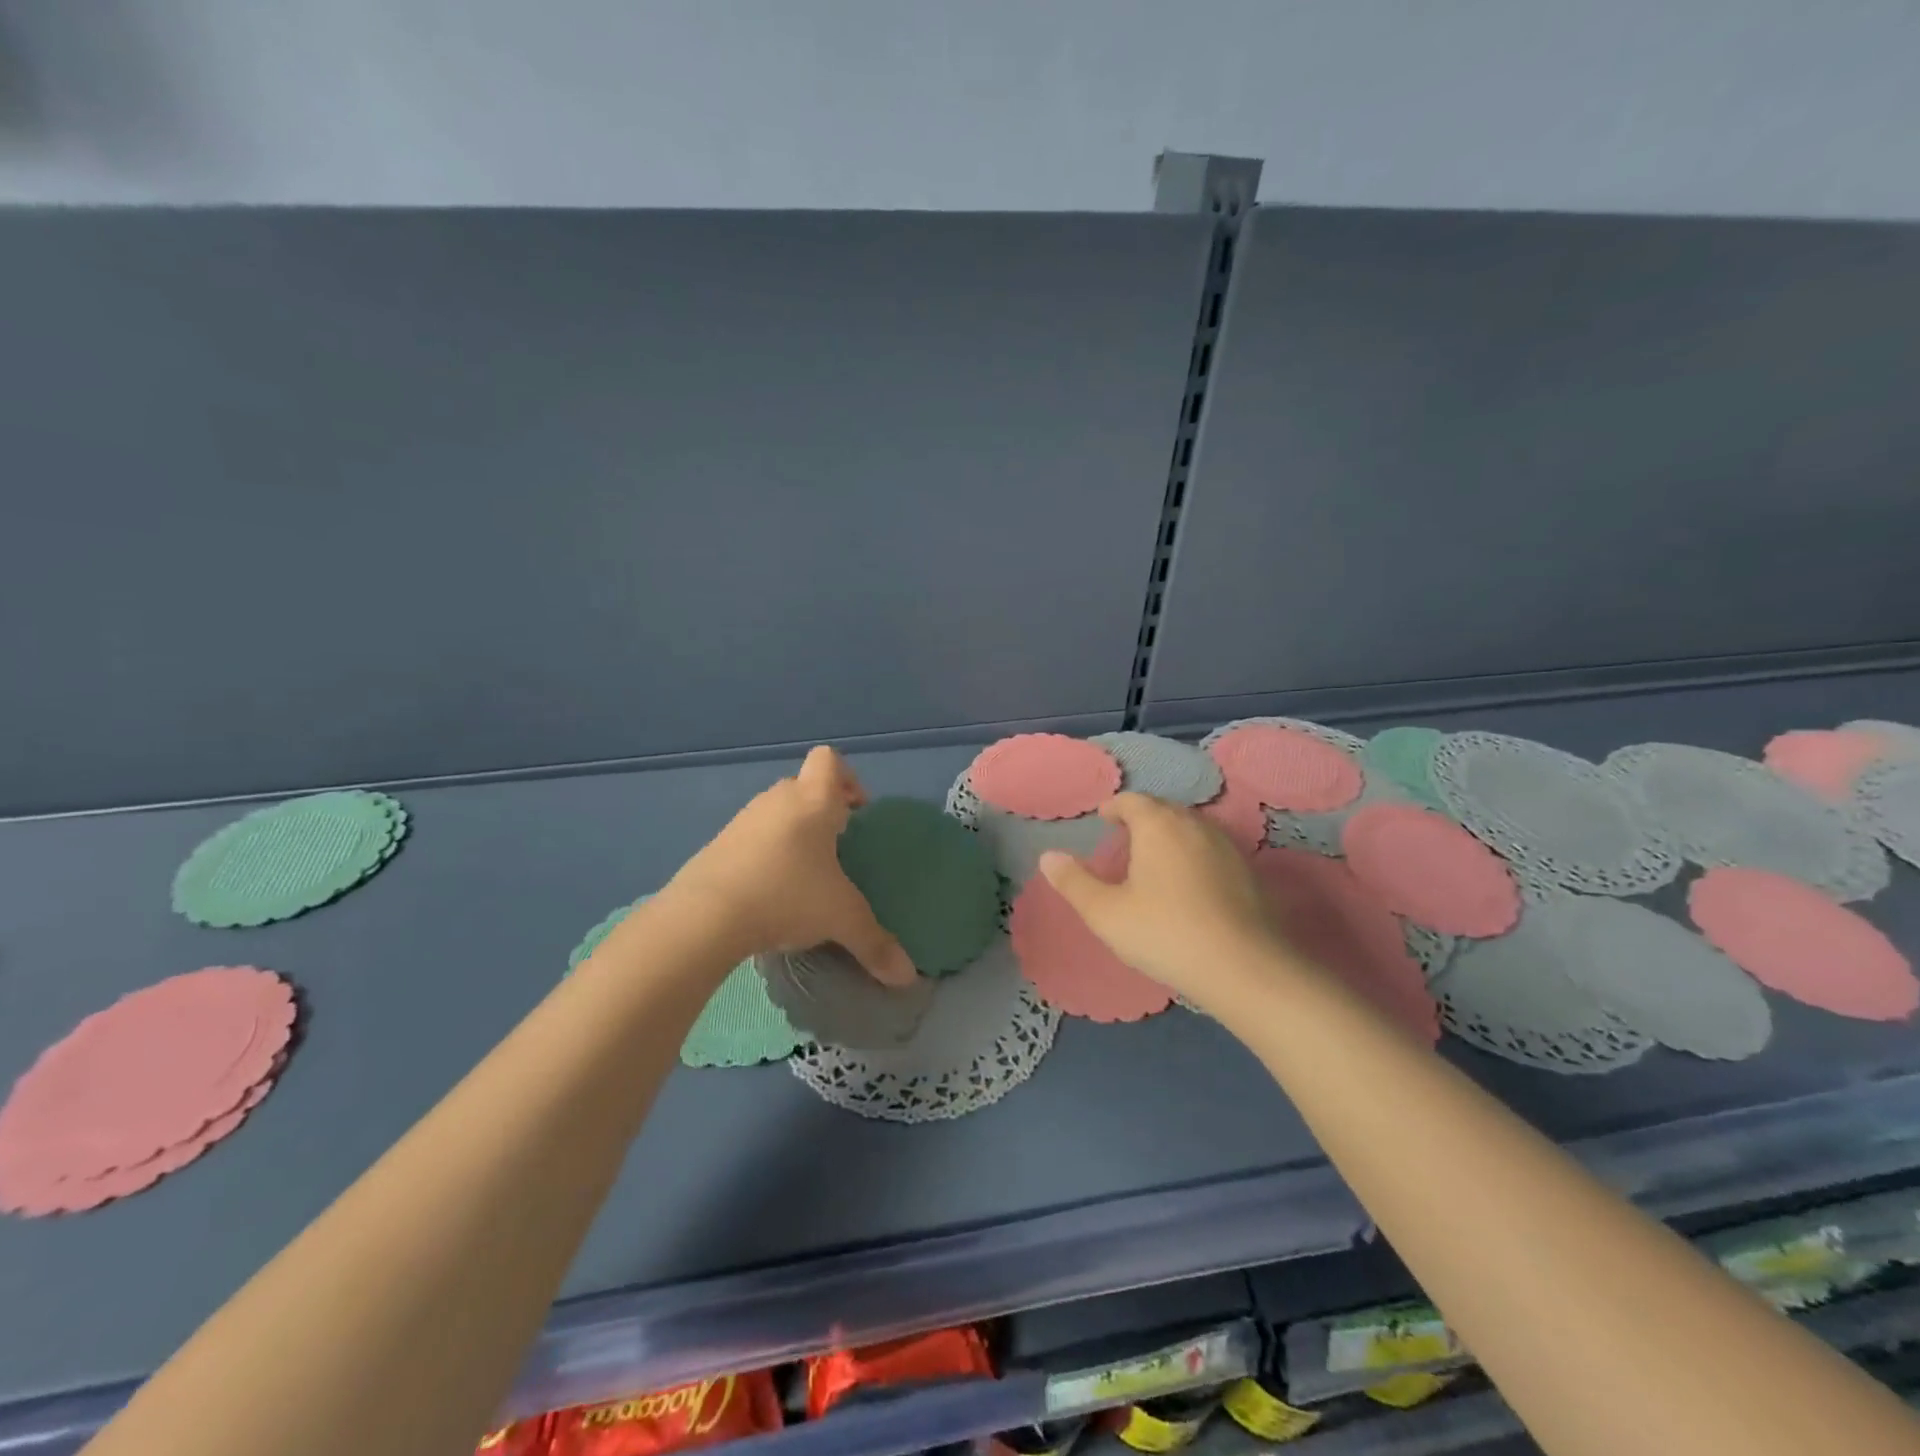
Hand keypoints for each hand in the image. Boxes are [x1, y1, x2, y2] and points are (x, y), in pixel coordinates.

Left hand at [665, 746, 916, 984]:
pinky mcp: (717, 846)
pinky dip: (764, 856)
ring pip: (775, 813)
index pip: (830, 761)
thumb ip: (876, 944)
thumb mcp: (841, 920)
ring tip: (804, 876)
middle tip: (836, 849)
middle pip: (803, 787)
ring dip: (791, 834)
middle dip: (822, 812)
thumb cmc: (787, 896)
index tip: (857, 812)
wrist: (705, 916)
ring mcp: (742, 821)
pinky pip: (750, 840)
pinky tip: (769, 894)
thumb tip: (908, 978)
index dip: (847, 778)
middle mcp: (777, 801)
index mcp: (813, 802)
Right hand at [1037, 792, 1286, 1007]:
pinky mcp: (1248, 871)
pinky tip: (1188, 884)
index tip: (1103, 819)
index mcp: (1158, 825)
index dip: (1114, 807)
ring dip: (1169, 835)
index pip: (1133, 800)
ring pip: (1190, 828)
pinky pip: (1211, 849)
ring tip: (1153, 859)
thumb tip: (1048, 856)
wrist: (1245, 968)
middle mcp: (1194, 824)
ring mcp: (1227, 846)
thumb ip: (1074, 882)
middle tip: (1123, 838)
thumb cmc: (1165, 933)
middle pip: (1163, 809)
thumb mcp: (1106, 913)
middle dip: (1141, 818)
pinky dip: (1192, 854)